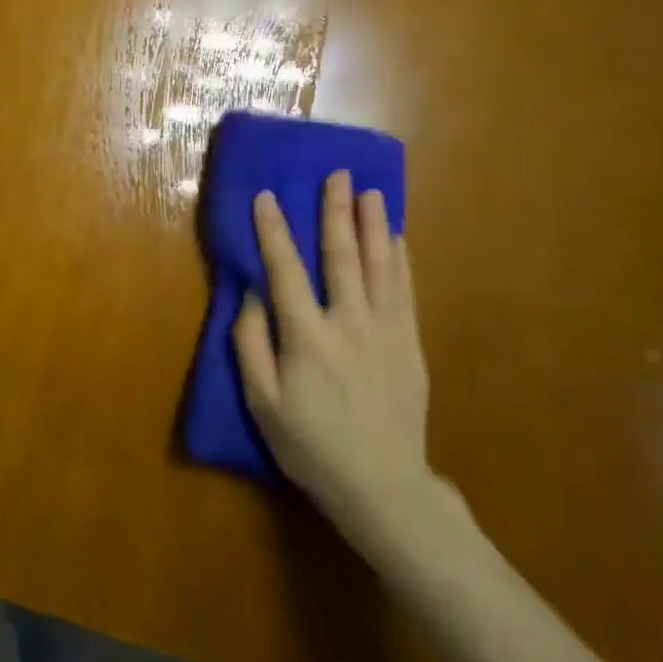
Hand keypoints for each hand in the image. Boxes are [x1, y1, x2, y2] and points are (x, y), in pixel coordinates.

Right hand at [234, 172, 434, 545]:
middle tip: (336, 175)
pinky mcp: (411, 345)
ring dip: (372, 225)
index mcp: (307, 337)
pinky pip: (405, 292)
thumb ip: (251, 343)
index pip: (286, 271)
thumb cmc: (310, 445)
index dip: (274, 232)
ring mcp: (387, 332)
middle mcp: (349, 324)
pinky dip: (399, 260)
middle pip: (341, 257)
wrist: (382, 486)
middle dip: (336, 212)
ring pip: (379, 267)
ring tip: (370, 191)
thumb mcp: (262, 401)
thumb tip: (252, 295)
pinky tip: (397, 238)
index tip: (267, 196)